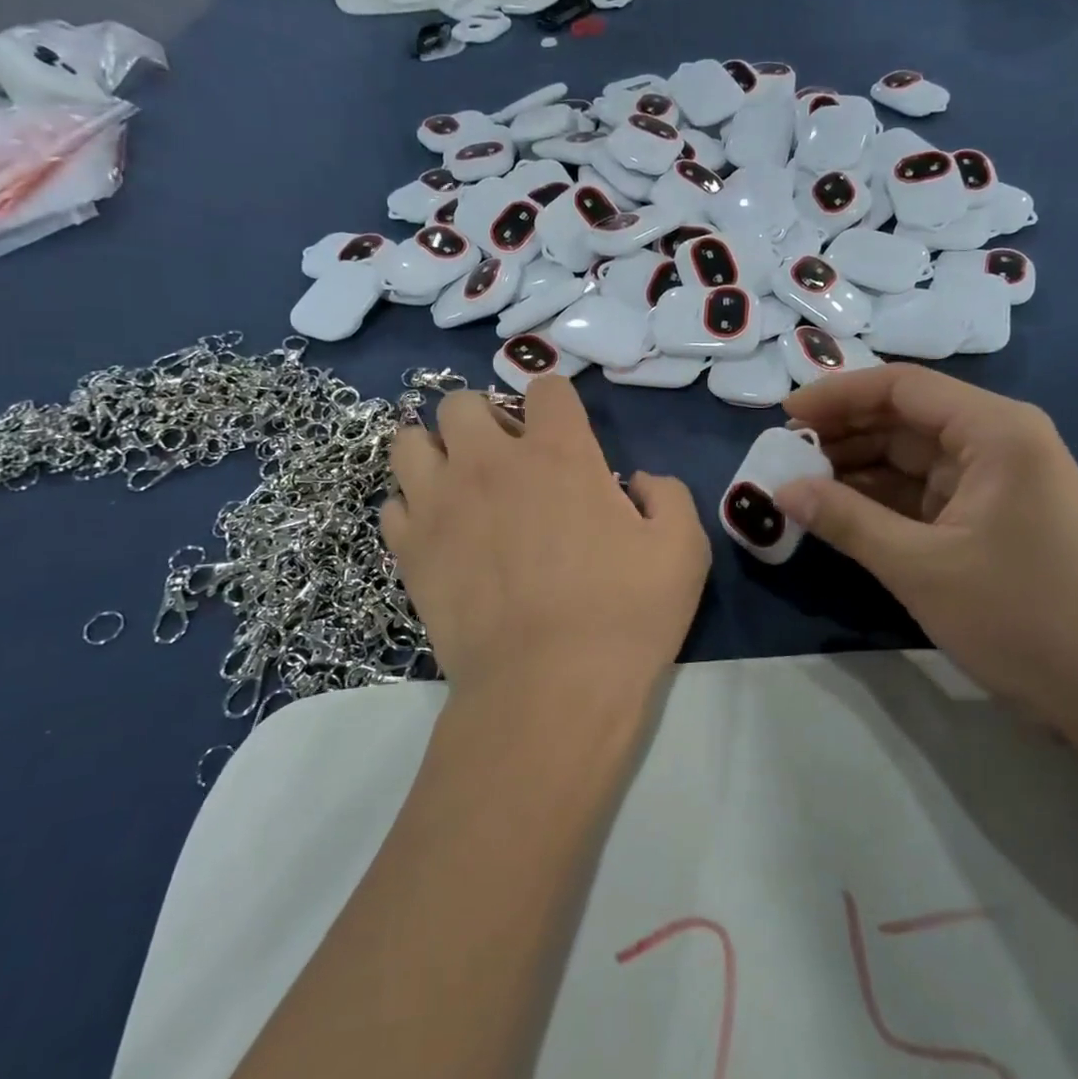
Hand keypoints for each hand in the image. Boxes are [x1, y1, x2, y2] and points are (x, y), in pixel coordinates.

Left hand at [382, 378, 710, 708]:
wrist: (549, 690)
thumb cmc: (625, 616)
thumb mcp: (683, 549)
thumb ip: (668, 495)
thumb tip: (639, 481)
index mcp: (559, 453)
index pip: (546, 387)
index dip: (557, 403)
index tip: (565, 433)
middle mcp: (490, 463)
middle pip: (461, 402)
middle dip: (485, 419)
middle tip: (507, 459)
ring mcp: (441, 504)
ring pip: (409, 442)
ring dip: (436, 452)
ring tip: (460, 484)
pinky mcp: (411, 550)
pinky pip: (394, 504)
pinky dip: (415, 509)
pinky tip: (440, 533)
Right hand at [776, 365, 1077, 722]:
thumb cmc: (1022, 617)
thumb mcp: (920, 567)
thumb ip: (846, 520)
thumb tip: (781, 490)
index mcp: (995, 431)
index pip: (902, 387)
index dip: (838, 395)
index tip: (784, 415)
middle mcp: (998, 442)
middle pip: (906, 418)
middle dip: (843, 433)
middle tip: (782, 454)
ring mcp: (996, 481)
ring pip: (910, 457)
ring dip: (856, 468)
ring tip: (798, 482)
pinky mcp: (990, 517)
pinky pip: (923, 493)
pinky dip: (880, 499)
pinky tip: (836, 510)